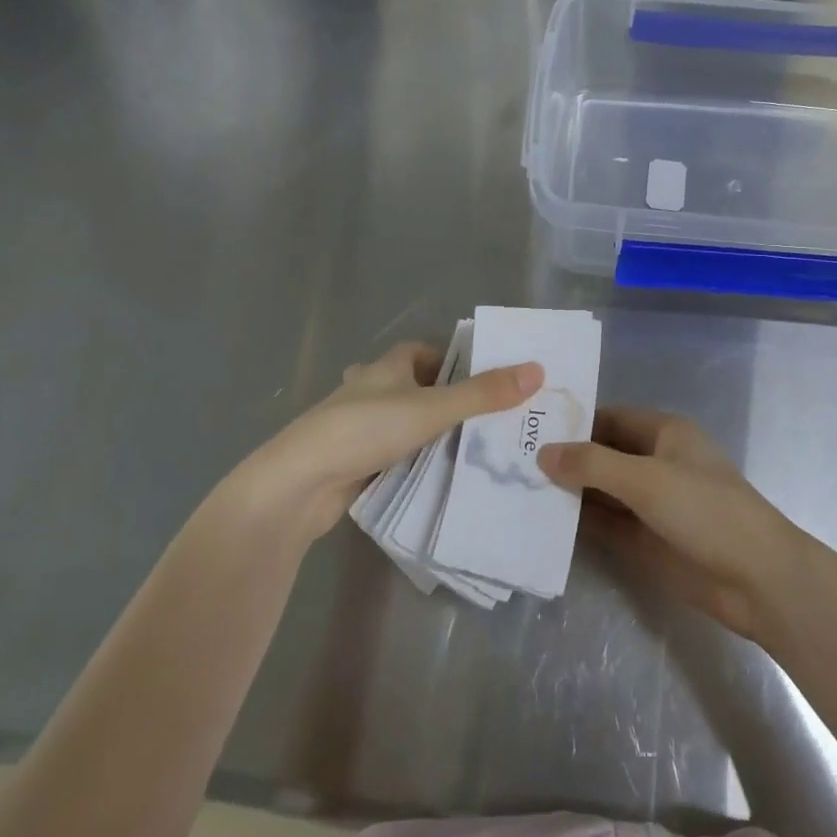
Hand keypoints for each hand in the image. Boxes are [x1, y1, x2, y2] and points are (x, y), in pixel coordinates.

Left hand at [232, 341, 541, 546]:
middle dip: (442, 399)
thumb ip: (483, 394)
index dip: (450, 361)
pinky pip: (389, 453)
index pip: (421, 352)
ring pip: (399, 422)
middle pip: (412, 386)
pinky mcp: (349, 461)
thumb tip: (537, 370)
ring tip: (466, 449)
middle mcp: (369, 390)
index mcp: (385, 367)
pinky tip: (432, 476)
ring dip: (426, 431)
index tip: (479, 381)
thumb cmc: (365, 430)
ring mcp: (354, 427)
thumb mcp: (433, 409)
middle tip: (482, 420)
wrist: (299, 484)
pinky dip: (409, 459)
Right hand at [538, 408, 809, 644]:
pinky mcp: (646, 539)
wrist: (757, 579)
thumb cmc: (706, 511)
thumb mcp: (647, 480)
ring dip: (568, 491)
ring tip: (516, 489)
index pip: (609, 417)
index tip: (529, 427)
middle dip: (565, 458)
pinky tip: (542, 522)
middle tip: (511, 460)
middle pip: (602, 454)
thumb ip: (593, 464)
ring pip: (601, 491)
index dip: (573, 422)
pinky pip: (606, 524)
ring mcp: (650, 503)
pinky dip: (579, 522)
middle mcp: (654, 462)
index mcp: (664, 433)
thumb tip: (543, 453)